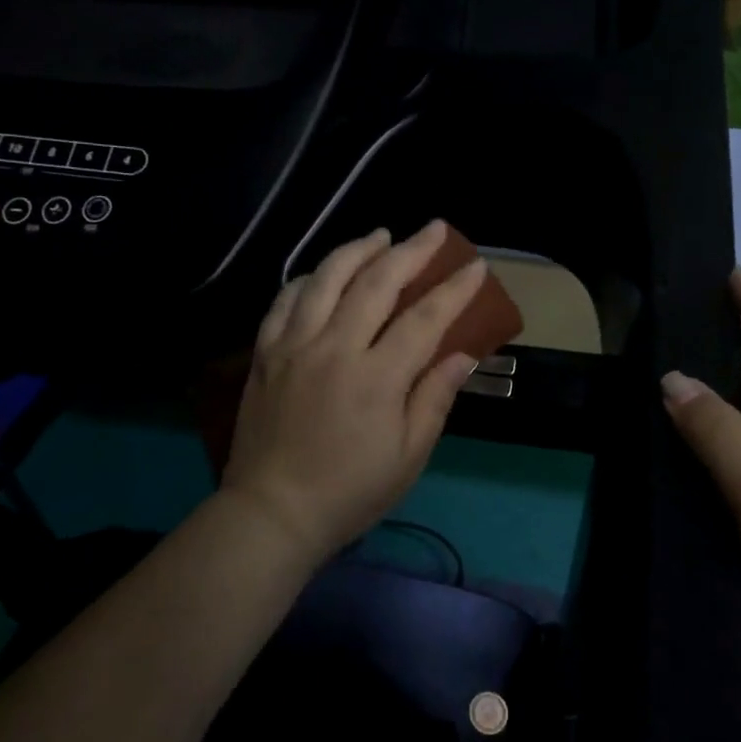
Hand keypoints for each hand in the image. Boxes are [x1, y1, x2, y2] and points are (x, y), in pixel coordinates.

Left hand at [221, 222, 486, 570]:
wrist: (272, 512)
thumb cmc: (350, 492)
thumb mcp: (408, 457)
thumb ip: (434, 399)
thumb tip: (462, 354)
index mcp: (376, 378)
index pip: (425, 319)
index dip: (454, 289)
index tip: (476, 266)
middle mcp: (334, 348)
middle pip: (376, 282)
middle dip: (411, 250)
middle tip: (435, 229)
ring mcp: (294, 346)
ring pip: (327, 278)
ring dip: (358, 249)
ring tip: (381, 235)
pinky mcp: (265, 353)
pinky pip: (285, 299)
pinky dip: (309, 277)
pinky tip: (324, 272)